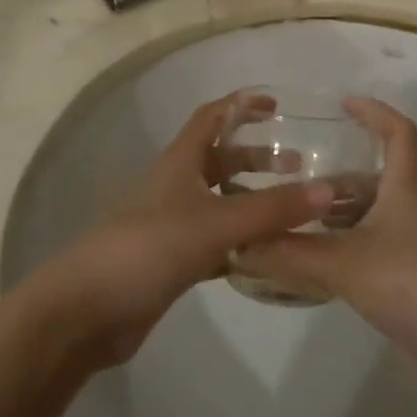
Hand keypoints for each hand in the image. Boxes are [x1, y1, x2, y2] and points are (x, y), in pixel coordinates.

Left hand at [28, 96, 332, 368]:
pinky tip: (269, 254)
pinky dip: (242, 242)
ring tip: (293, 212)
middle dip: (258, 159)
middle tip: (299, 167)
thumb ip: (272, 209)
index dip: (241, 106)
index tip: (276, 106)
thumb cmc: (148, 248)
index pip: (211, 117)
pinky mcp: (172, 261)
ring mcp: (172, 225)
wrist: (86, 311)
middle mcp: (176, 186)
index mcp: (180, 162)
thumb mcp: (215, 223)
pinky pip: (216, 242)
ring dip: (253, 201)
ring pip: (220, 202)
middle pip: (220, 160)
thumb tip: (330, 190)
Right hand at [231, 98, 416, 364]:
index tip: (341, 104)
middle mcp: (407, 213)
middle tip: (286, 180)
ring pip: (364, 221)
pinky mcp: (405, 286)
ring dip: (330, 219)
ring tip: (285, 222)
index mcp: (403, 190)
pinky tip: (306, 267)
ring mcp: (408, 251)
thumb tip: (238, 244)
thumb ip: (291, 254)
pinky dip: (337, 254)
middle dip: (332, 178)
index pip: (397, 133)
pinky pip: (364, 256)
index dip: (373, 112)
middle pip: (370, 180)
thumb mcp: (348, 264)